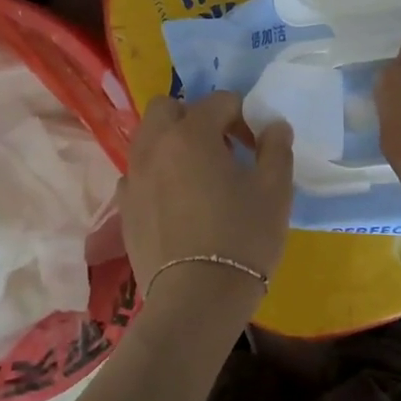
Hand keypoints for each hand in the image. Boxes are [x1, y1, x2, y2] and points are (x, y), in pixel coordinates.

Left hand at [117, 93, 294, 298]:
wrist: (196, 299)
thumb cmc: (242, 238)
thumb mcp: (275, 191)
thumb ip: (275, 148)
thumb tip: (274, 125)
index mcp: (191, 134)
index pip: (219, 101)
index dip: (243, 117)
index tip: (257, 147)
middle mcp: (154, 146)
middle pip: (167, 108)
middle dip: (194, 116)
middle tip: (220, 147)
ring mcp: (133, 177)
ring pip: (147, 139)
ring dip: (171, 143)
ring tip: (197, 174)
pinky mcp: (124, 208)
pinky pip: (137, 175)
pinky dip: (155, 175)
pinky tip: (175, 201)